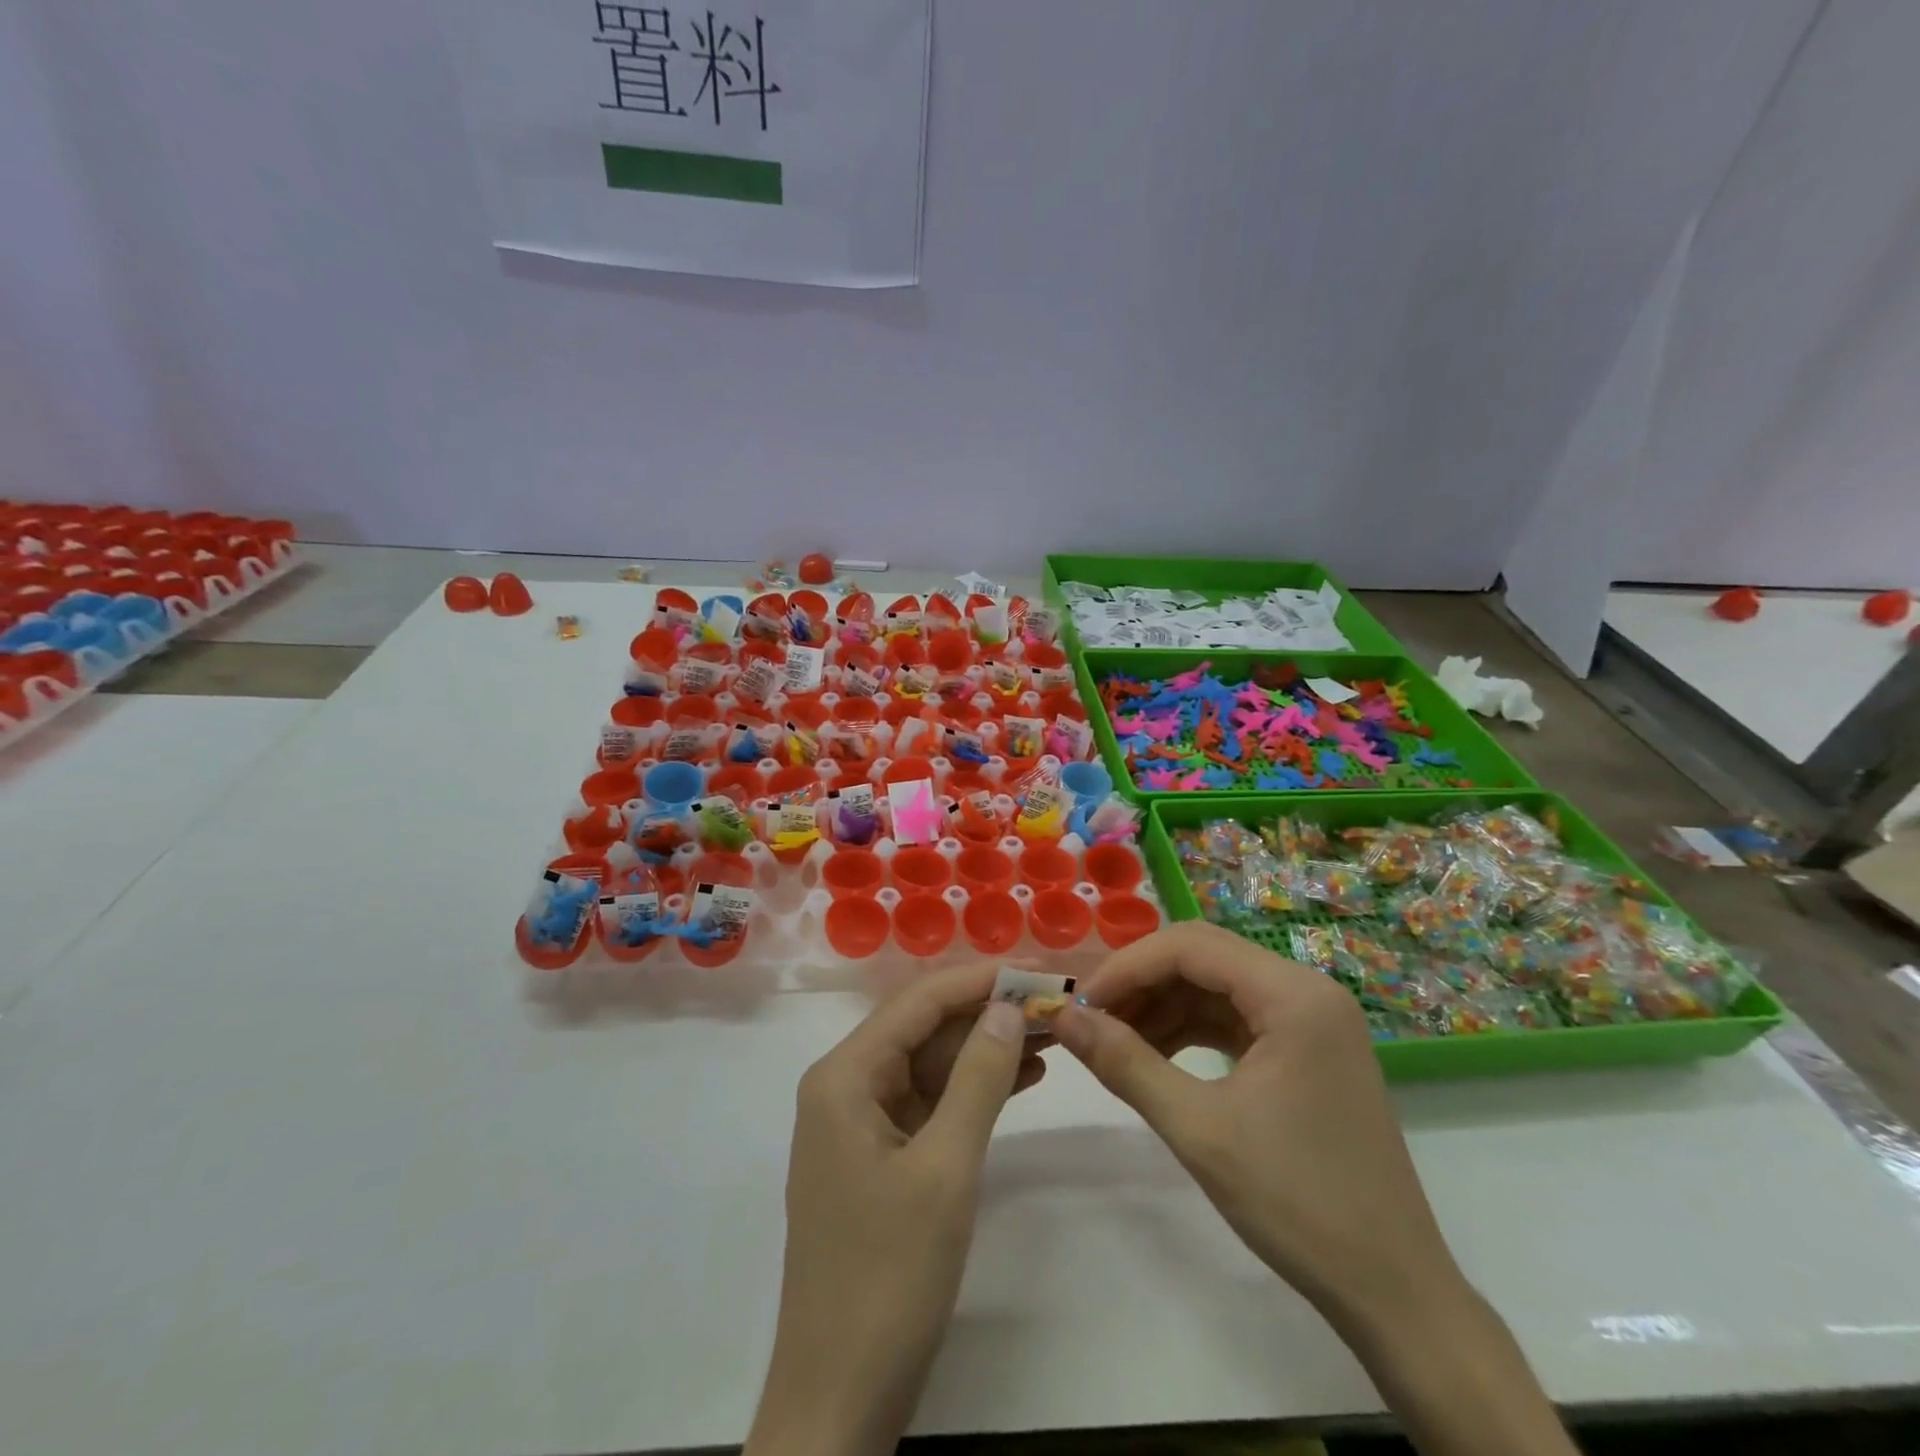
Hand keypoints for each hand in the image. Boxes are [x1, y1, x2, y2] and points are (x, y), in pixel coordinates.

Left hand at [745, 964, 1040, 1455]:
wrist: (840, 1399)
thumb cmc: (889, 1276)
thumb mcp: (946, 1169)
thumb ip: (979, 1078)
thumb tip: (1009, 1006)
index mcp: (845, 1076)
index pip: (919, 1002)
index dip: (980, 979)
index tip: (1038, 968)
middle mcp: (846, 1086)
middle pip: (924, 1028)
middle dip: (988, 1012)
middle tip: (1055, 999)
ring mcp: (861, 1123)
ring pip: (931, 1064)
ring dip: (987, 1049)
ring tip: (1053, 1031)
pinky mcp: (880, 1157)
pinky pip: (931, 1103)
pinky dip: (974, 1090)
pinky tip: (1025, 1076)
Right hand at [1050, 921, 1460, 1323]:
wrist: (1393, 1292)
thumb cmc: (1298, 1205)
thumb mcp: (1199, 1130)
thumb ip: (1124, 1063)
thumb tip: (1061, 1018)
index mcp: (1293, 994)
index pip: (1190, 946)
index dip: (1126, 967)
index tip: (1079, 1004)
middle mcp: (1306, 990)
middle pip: (1203, 957)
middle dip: (1141, 983)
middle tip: (1091, 1020)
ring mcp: (1311, 1020)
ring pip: (1216, 986)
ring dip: (1161, 1006)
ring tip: (1113, 1041)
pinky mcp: (1307, 1049)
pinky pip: (1235, 1018)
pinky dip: (1190, 1029)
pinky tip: (1155, 1056)